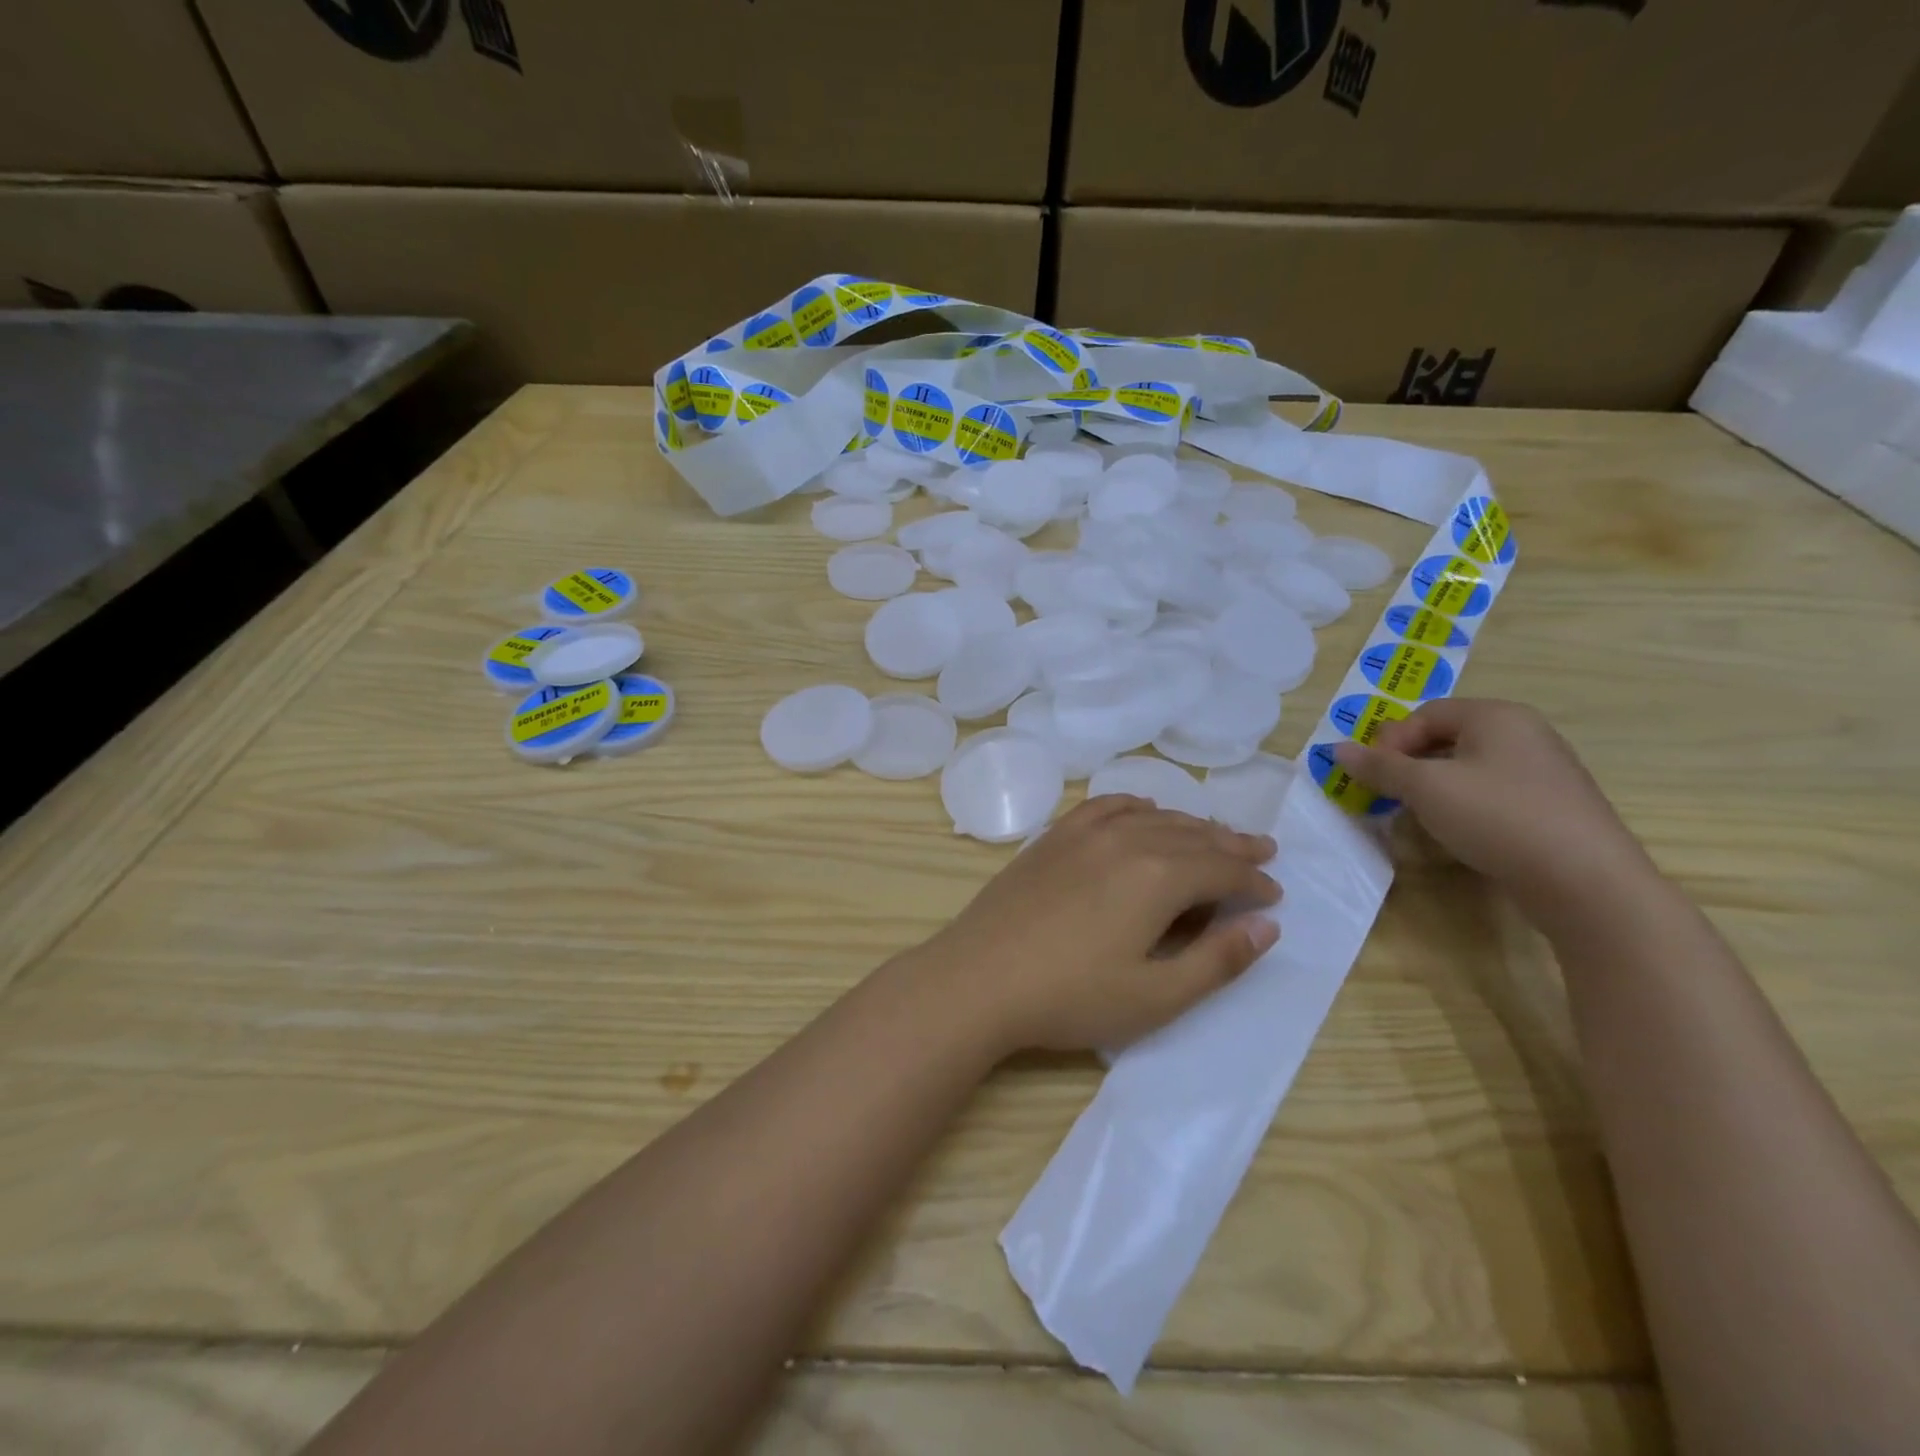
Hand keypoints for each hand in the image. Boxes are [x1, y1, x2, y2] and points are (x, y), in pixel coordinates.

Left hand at [920, 796, 1280, 1054]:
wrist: (978, 979)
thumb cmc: (1070, 997)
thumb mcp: (1155, 996)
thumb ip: (1217, 960)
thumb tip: (1267, 926)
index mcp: (1158, 876)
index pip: (1223, 870)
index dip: (1254, 882)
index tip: (1275, 894)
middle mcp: (1127, 840)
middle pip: (1193, 835)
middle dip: (1232, 845)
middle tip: (1262, 851)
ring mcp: (1084, 833)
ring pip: (1153, 817)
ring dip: (1190, 825)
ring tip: (1214, 834)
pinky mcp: (1053, 837)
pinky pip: (1105, 807)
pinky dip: (1134, 806)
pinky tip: (1144, 811)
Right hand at [1332, 698, 1653, 912]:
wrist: (1586, 881)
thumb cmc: (1498, 818)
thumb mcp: (1425, 788)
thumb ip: (1379, 766)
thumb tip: (1336, 749)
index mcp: (1496, 716)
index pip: (1425, 713)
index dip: (1391, 741)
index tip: (1375, 776)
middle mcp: (1524, 733)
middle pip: (1447, 737)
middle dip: (1410, 764)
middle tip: (1390, 795)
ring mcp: (1544, 770)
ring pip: (1469, 767)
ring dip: (1434, 787)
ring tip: (1420, 816)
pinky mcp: (1553, 805)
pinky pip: (1494, 792)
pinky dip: (1466, 804)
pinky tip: (1461, 832)